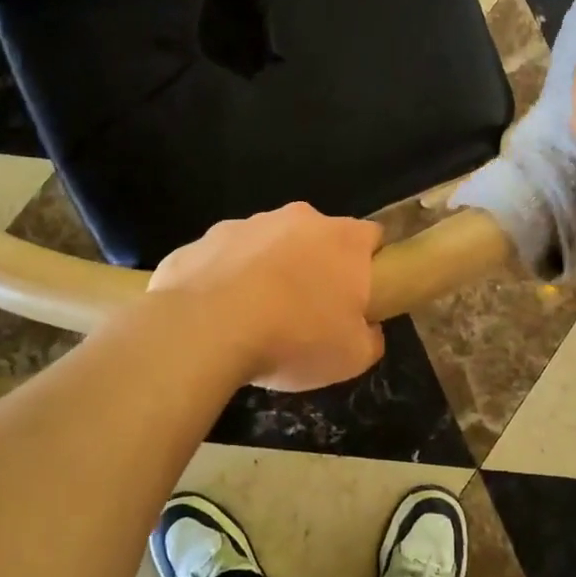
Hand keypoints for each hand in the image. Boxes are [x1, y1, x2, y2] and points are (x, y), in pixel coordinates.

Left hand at [148, 203, 384, 391]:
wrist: (206, 330)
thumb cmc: (294, 338)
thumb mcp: (352, 357)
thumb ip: (370, 337)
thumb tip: (366, 328)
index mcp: (343, 240)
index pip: (371, 238)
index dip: (369, 265)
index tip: (360, 296)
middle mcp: (298, 219)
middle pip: (317, 238)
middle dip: (315, 267)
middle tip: (307, 313)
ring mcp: (246, 224)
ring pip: (267, 244)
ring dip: (267, 272)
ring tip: (255, 319)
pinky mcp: (204, 240)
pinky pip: (223, 259)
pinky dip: (224, 280)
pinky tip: (217, 316)